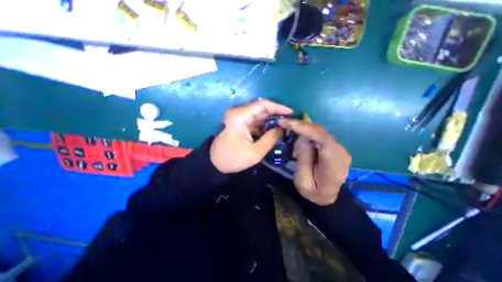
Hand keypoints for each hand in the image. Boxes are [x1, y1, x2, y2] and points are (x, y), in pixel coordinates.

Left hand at [210, 101, 294, 172]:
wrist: (215, 162)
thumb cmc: (233, 158)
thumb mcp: (255, 153)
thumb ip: (271, 139)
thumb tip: (283, 127)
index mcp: (239, 116)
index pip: (262, 104)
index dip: (278, 107)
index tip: (291, 113)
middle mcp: (238, 112)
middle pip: (261, 108)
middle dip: (276, 114)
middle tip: (289, 122)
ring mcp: (238, 116)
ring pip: (259, 114)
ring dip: (271, 120)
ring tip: (284, 126)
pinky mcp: (239, 121)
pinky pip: (255, 119)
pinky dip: (265, 124)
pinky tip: (273, 130)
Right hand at [279, 117, 351, 205]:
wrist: (327, 197)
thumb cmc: (314, 192)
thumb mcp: (302, 181)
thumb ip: (303, 158)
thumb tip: (302, 138)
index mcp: (334, 162)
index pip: (321, 137)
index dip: (303, 127)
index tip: (285, 122)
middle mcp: (340, 151)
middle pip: (320, 131)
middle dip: (300, 126)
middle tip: (284, 125)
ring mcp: (339, 148)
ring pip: (319, 131)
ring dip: (303, 132)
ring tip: (293, 142)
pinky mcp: (334, 146)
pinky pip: (319, 135)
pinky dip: (307, 134)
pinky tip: (300, 142)